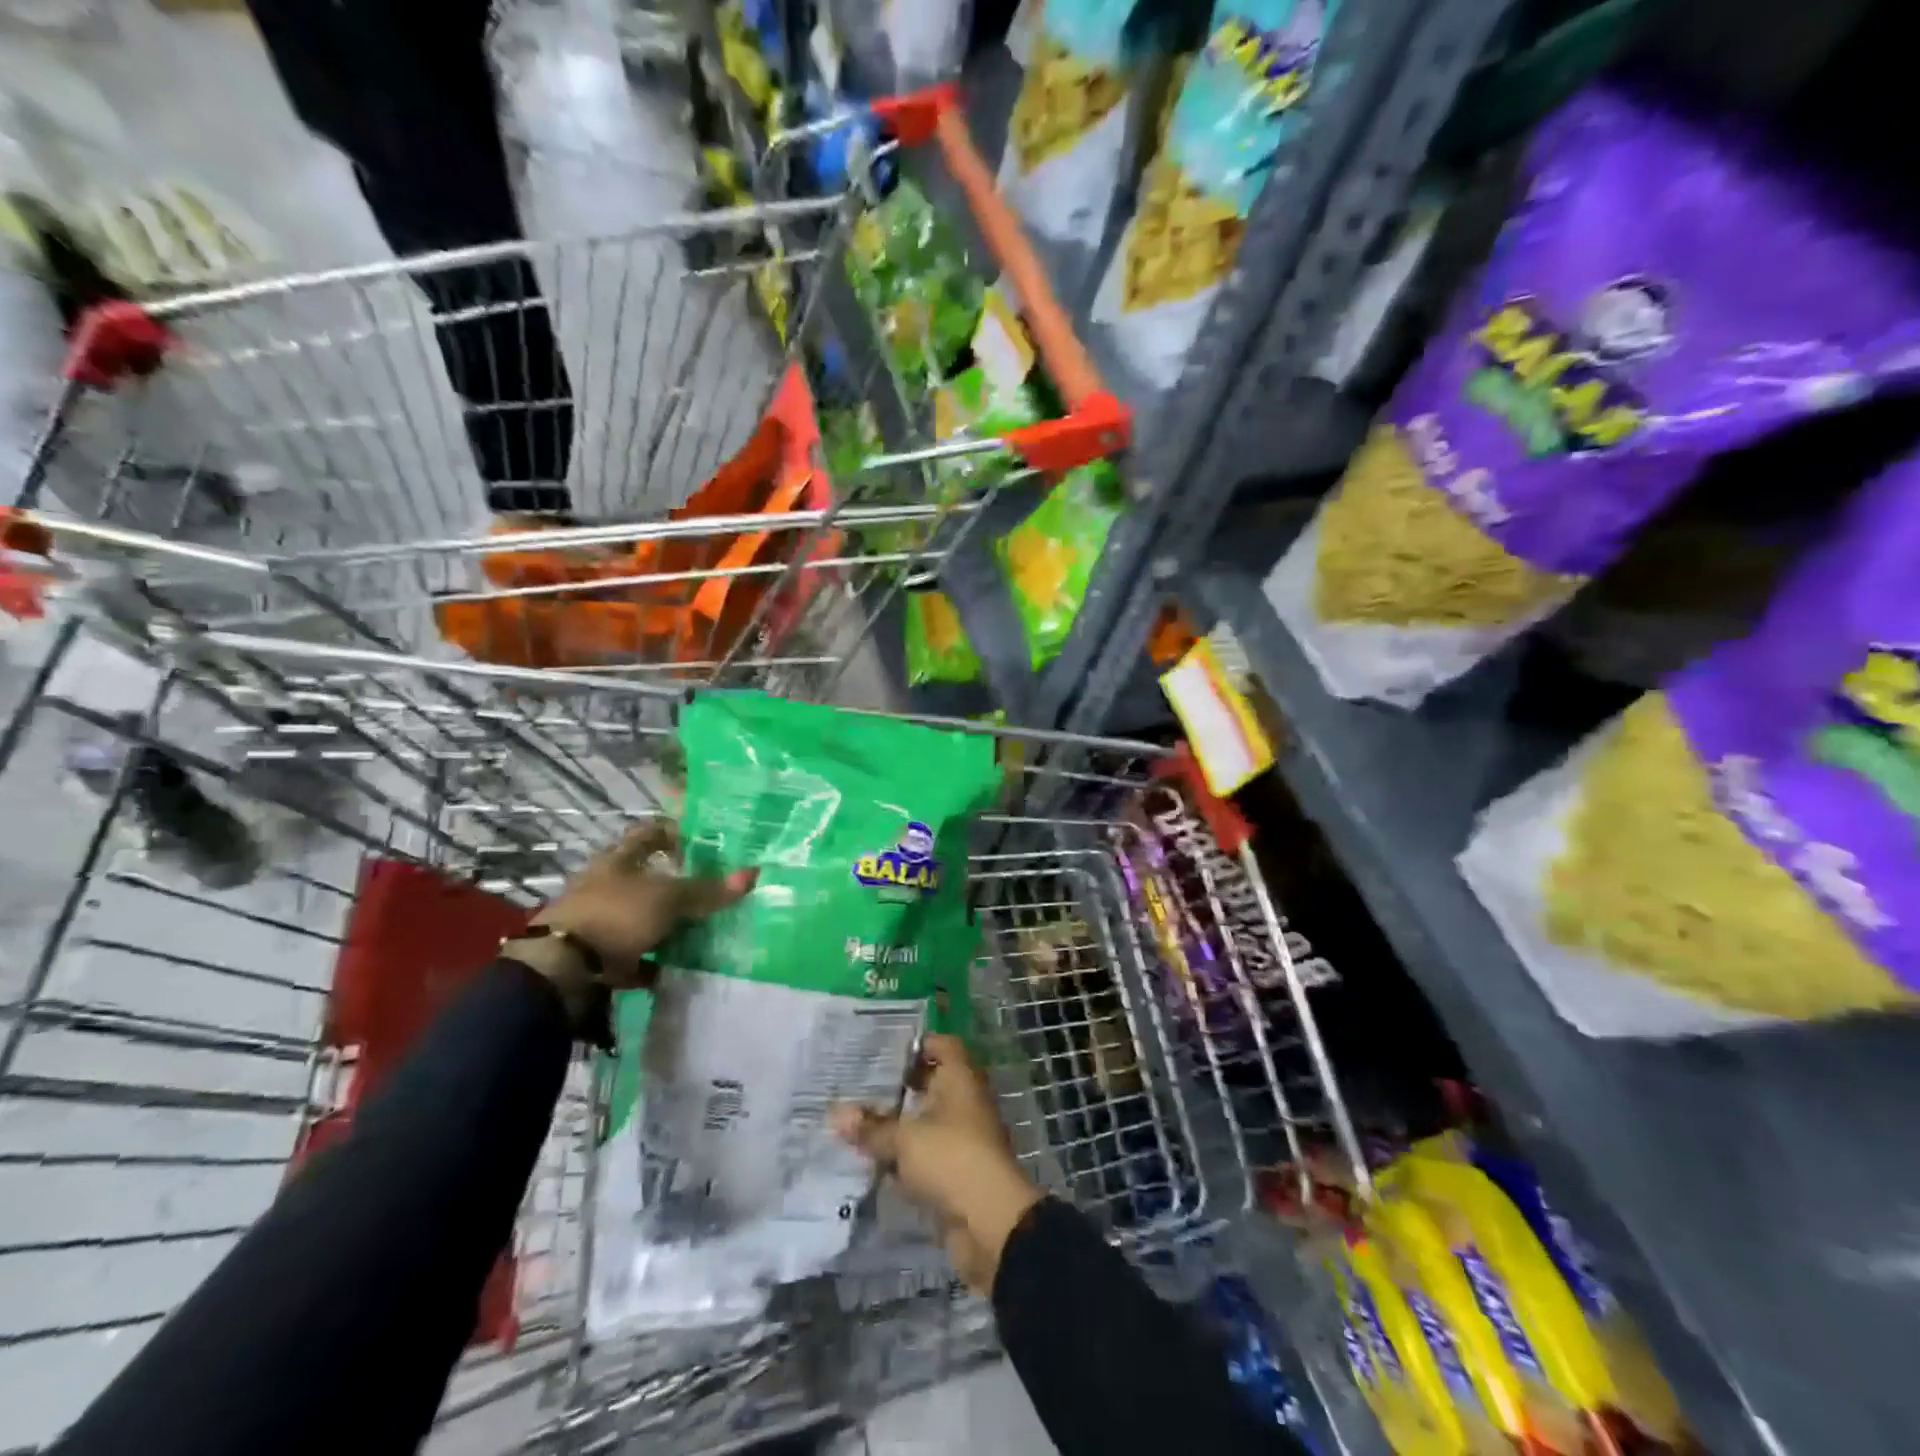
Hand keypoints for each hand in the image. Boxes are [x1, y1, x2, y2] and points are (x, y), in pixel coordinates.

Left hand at [508, 821, 754, 1018]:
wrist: (560, 971)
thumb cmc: (615, 916)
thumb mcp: (668, 899)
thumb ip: (709, 890)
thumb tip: (754, 873)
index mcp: (618, 859)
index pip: (650, 833)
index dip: (676, 833)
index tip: (704, 843)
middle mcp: (606, 885)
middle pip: (646, 876)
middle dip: (677, 883)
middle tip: (711, 890)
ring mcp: (599, 921)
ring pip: (641, 915)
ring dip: (666, 923)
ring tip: (700, 930)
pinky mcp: (595, 955)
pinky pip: (632, 955)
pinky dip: (652, 961)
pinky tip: (674, 968)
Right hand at [830, 1034, 1041, 1294]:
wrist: (991, 1222)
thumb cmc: (951, 1159)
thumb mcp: (904, 1140)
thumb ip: (871, 1127)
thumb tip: (834, 1113)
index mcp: (961, 1078)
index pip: (943, 1045)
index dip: (916, 1045)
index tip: (882, 1051)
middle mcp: (965, 1101)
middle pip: (933, 1082)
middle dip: (900, 1085)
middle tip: (859, 1085)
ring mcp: (963, 1137)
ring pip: (927, 1120)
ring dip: (899, 1123)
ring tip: (858, 1120)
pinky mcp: (957, 1171)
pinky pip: (926, 1154)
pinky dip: (905, 1156)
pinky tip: (874, 1159)